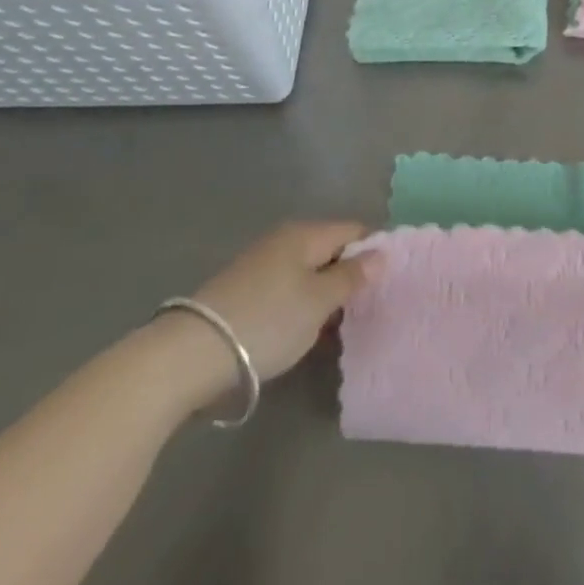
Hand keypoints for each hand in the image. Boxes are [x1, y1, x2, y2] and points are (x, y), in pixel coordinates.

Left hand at [192, 221, 379, 382]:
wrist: (192, 353)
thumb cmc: (268, 321)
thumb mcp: (319, 301)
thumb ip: (352, 276)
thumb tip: (381, 253)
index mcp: (306, 234)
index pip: (354, 231)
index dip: (374, 251)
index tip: (390, 280)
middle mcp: (284, 240)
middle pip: (330, 250)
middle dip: (350, 275)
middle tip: (369, 307)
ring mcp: (262, 264)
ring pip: (309, 272)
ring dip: (326, 294)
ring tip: (342, 325)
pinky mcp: (245, 290)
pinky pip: (288, 289)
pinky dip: (303, 305)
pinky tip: (307, 331)